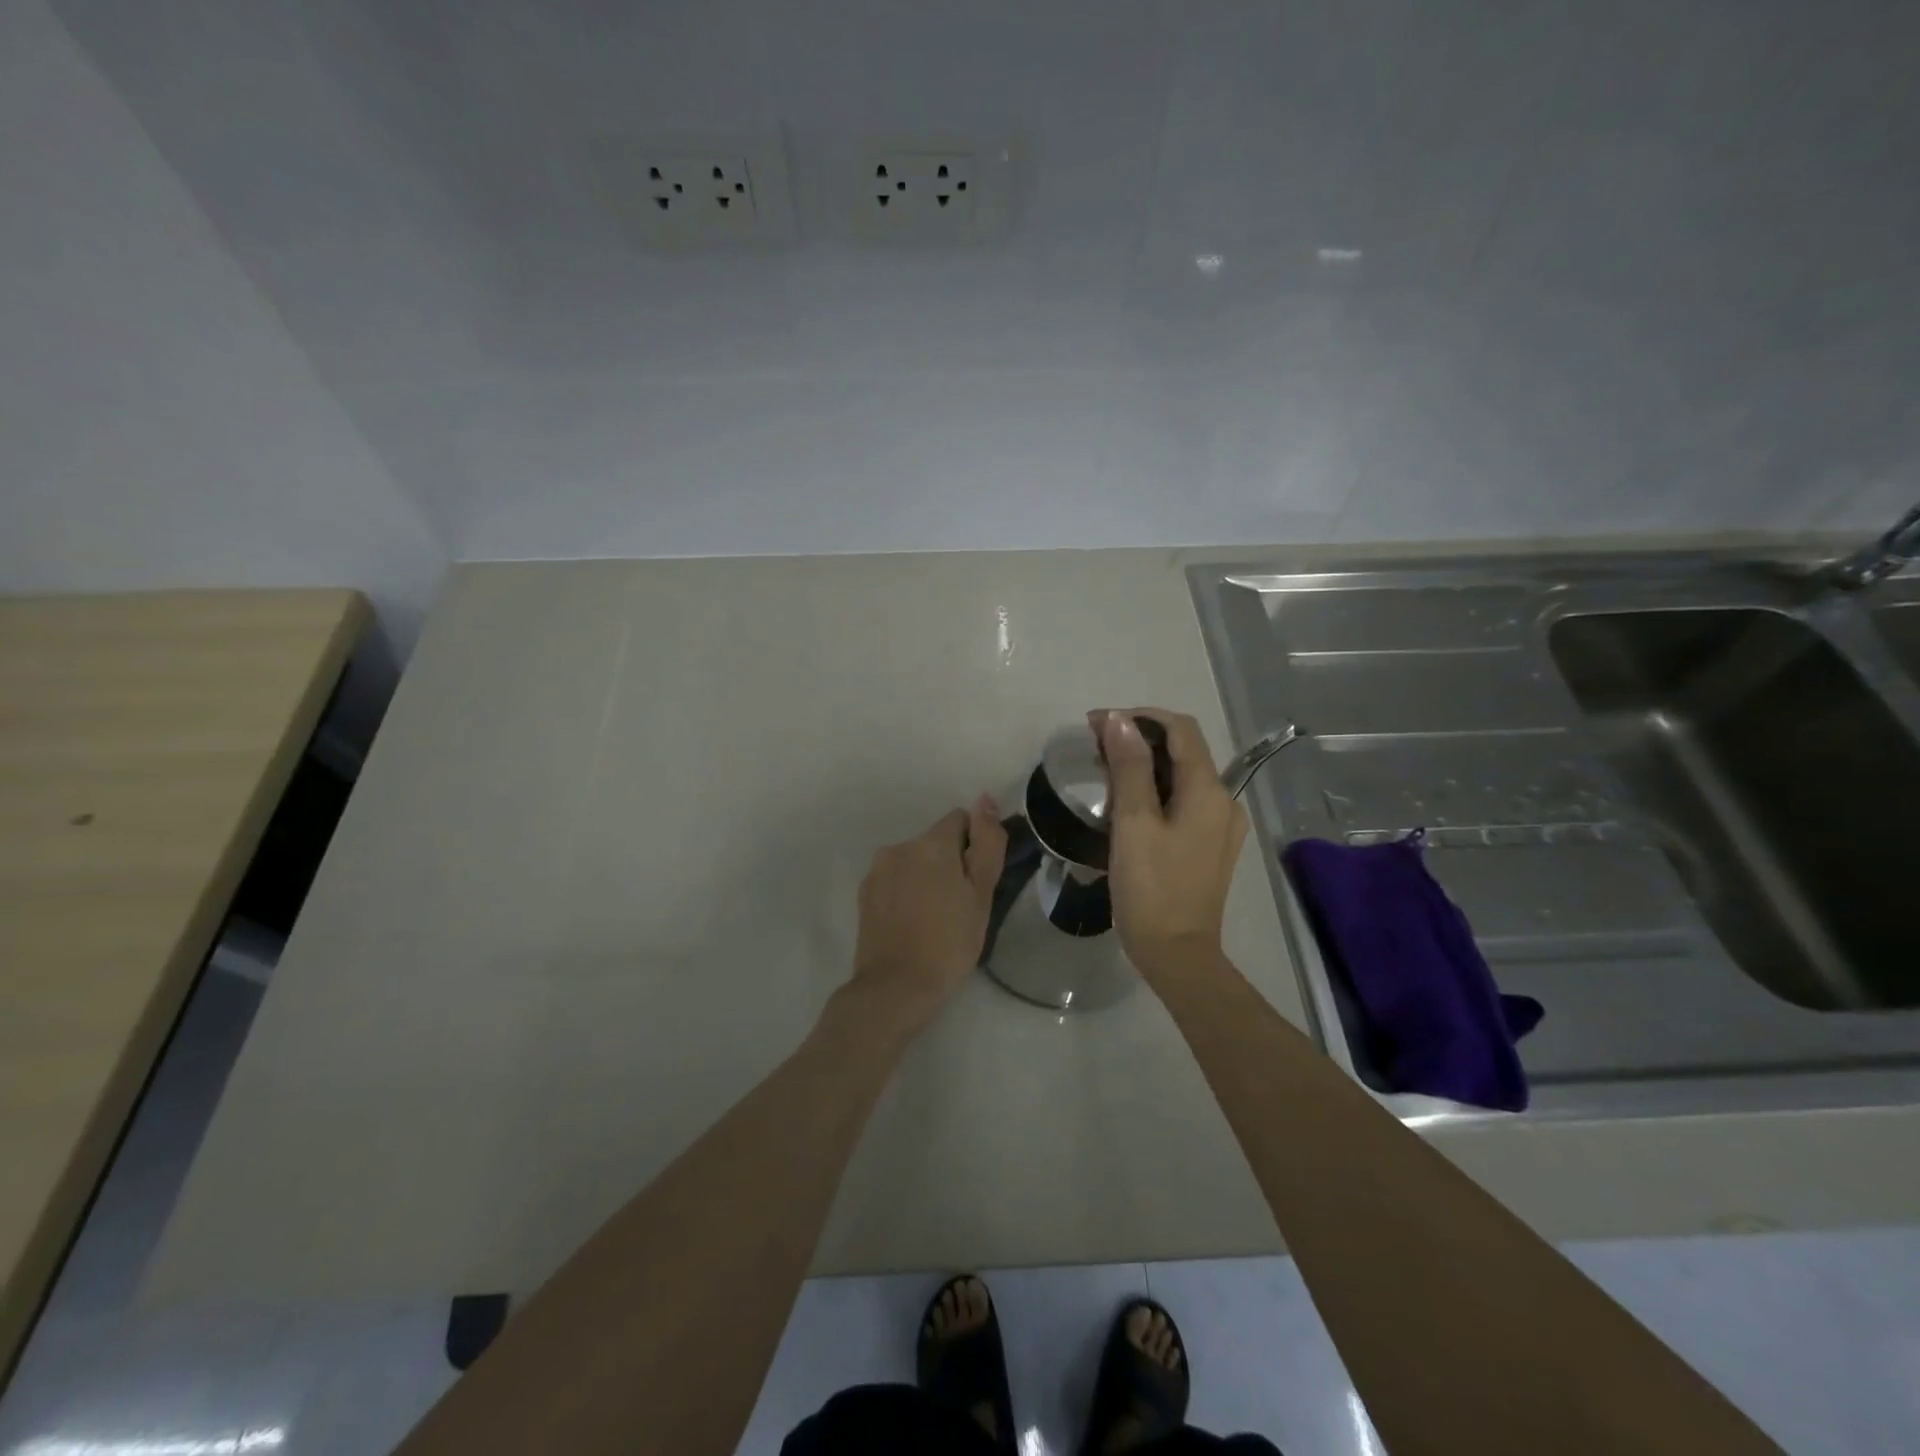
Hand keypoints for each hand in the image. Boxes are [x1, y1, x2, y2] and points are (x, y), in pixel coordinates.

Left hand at [848, 796, 1007, 1029]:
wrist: (896, 986)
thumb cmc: (949, 941)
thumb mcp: (982, 893)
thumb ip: (987, 842)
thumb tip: (984, 799)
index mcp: (931, 842)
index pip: (960, 820)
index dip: (974, 847)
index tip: (976, 881)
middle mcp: (899, 846)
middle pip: (935, 841)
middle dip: (949, 862)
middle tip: (960, 905)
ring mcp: (877, 870)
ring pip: (914, 861)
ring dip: (926, 876)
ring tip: (935, 917)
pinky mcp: (864, 893)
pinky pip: (894, 880)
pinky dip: (905, 892)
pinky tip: (912, 923)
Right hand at [1093, 707, 1247, 985]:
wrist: (1178, 955)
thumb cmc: (1151, 889)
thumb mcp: (1133, 823)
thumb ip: (1128, 767)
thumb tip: (1119, 719)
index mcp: (1208, 790)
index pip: (1180, 728)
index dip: (1138, 716)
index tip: (1096, 724)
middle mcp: (1224, 801)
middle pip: (1183, 750)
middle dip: (1139, 739)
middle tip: (1094, 748)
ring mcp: (1220, 826)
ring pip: (1183, 776)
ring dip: (1145, 764)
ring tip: (1105, 772)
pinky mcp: (1210, 846)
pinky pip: (1185, 801)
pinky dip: (1157, 790)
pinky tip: (1129, 804)